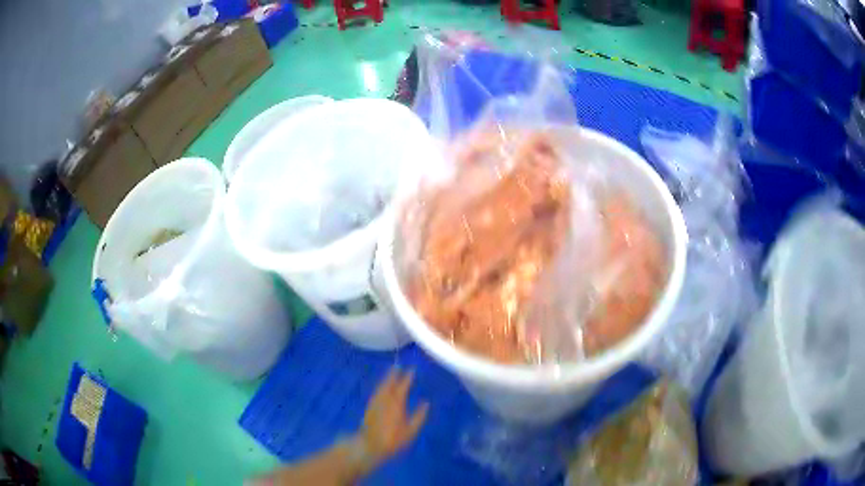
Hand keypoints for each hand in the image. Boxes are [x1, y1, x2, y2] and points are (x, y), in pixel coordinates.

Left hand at [357, 368, 428, 467]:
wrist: (370, 444)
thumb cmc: (393, 439)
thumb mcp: (410, 431)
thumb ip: (419, 416)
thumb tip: (426, 403)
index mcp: (397, 404)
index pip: (402, 387)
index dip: (407, 378)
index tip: (412, 369)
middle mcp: (385, 400)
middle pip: (389, 383)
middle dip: (394, 374)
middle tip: (398, 365)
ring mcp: (376, 402)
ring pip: (381, 386)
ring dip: (386, 378)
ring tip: (391, 371)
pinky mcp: (370, 406)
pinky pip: (376, 391)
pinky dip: (381, 385)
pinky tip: (382, 386)